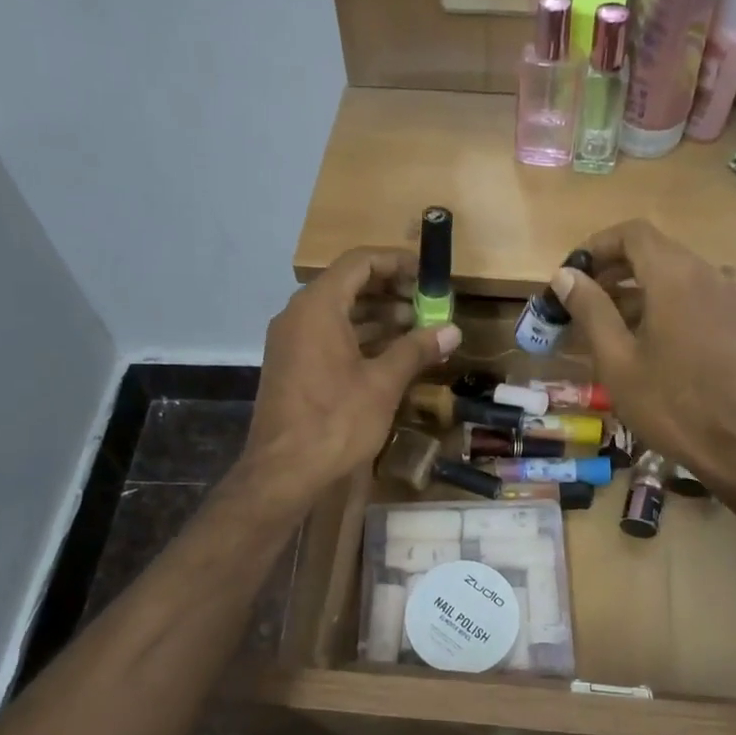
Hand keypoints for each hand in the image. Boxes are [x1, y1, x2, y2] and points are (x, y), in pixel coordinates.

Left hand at [240, 249, 461, 509]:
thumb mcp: (383, 384)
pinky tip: (391, 355)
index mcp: (318, 307)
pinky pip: (328, 337)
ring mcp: (292, 342)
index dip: (396, 262)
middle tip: (428, 305)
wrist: (283, 472)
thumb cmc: (335, 421)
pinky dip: (360, 338)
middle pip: (348, 285)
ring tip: (418, 329)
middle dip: (391, 291)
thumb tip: (452, 331)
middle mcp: (299, 315)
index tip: (426, 275)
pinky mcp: (292, 366)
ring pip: (339, 314)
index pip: (359, 262)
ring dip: (378, 317)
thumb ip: (416, 350)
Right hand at [552, 221, 735, 497]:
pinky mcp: (731, 319)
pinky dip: (658, 301)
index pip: (631, 233)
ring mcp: (723, 296)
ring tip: (600, 322)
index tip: (570, 274)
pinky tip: (638, 338)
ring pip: (670, 272)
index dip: (596, 246)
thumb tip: (565, 275)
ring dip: (632, 287)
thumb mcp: (617, 360)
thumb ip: (590, 310)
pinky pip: (688, 293)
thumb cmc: (670, 404)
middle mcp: (704, 273)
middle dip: (610, 268)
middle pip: (651, 250)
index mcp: (673, 276)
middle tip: (578, 299)